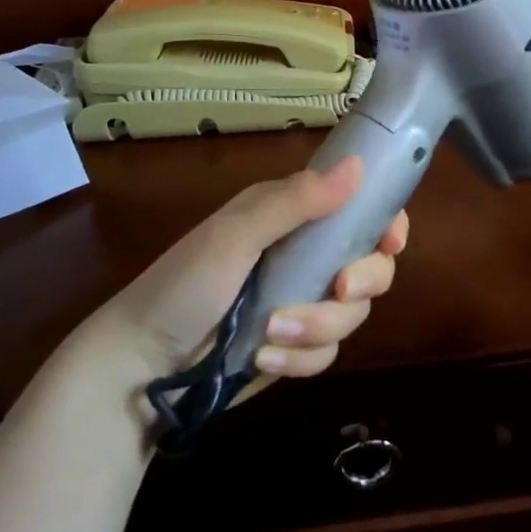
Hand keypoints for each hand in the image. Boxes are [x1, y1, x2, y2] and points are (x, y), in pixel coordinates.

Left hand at [103, 156, 407, 383]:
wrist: (140, 365)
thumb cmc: (181, 285)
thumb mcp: (235, 236)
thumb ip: (295, 203)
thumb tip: (358, 166)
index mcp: (292, 215)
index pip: (359, 208)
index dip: (386, 222)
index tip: (390, 243)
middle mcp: (305, 254)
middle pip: (371, 264)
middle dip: (362, 281)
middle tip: (338, 289)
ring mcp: (302, 301)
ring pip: (352, 313)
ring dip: (319, 326)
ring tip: (270, 333)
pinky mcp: (295, 345)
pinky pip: (327, 352)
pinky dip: (300, 357)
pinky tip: (263, 358)